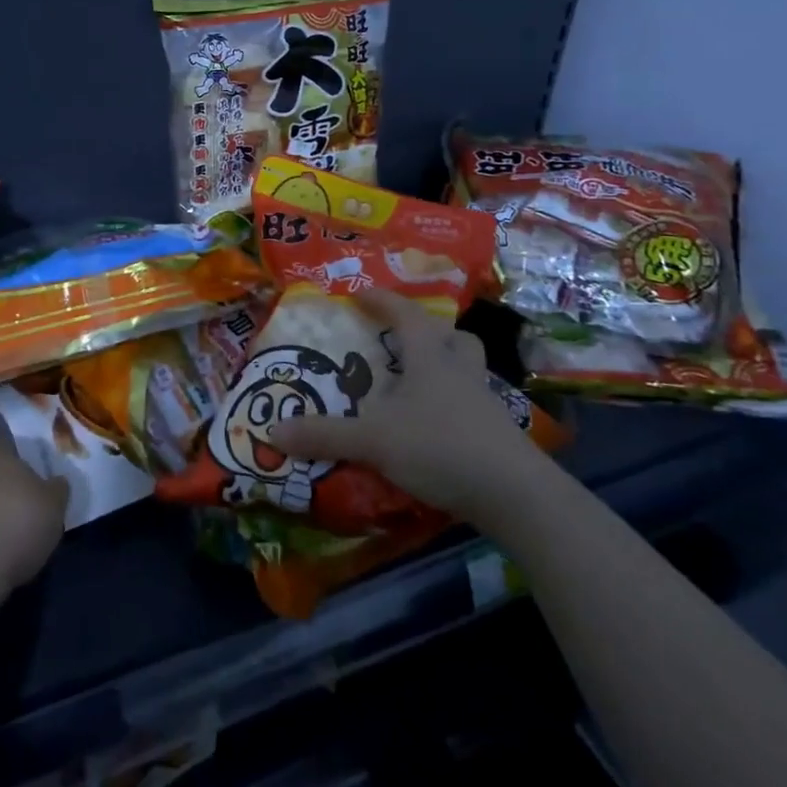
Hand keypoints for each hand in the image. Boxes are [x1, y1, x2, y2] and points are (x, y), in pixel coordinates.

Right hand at [266, 289, 551, 526]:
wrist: (514, 494)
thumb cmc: (440, 446)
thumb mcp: (373, 440)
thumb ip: (324, 435)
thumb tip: (272, 431)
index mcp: (430, 358)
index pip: (406, 313)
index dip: (383, 300)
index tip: (360, 293)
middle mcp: (460, 372)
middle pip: (453, 336)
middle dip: (429, 332)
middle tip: (402, 342)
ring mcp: (485, 403)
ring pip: (468, 369)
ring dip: (446, 368)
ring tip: (418, 384)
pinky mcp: (498, 435)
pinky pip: (473, 405)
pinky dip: (452, 407)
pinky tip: (434, 428)